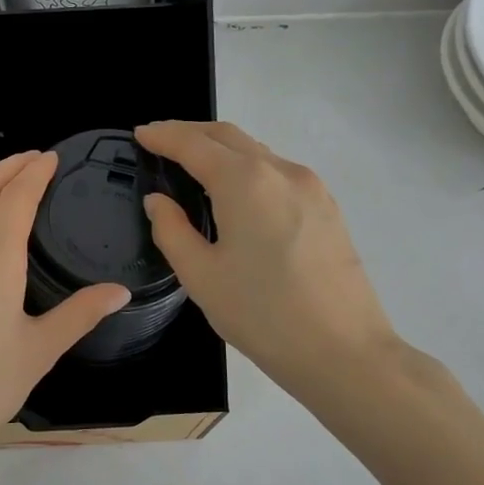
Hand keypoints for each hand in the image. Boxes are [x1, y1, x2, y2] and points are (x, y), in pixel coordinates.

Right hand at [135, 121, 402, 401]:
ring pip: (256, 152)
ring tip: (191, 162)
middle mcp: (281, 171)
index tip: (140, 134)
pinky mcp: (327, 207)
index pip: (194, 145)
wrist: (343, 352)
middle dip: (190, 132)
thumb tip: (158, 201)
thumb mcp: (200, 275)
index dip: (163, 136)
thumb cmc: (262, 315)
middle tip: (159, 140)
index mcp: (245, 183)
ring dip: (220, 148)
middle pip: (228, 137)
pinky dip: (246, 167)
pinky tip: (234, 189)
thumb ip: (171, 230)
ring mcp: (311, 187)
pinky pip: (277, 171)